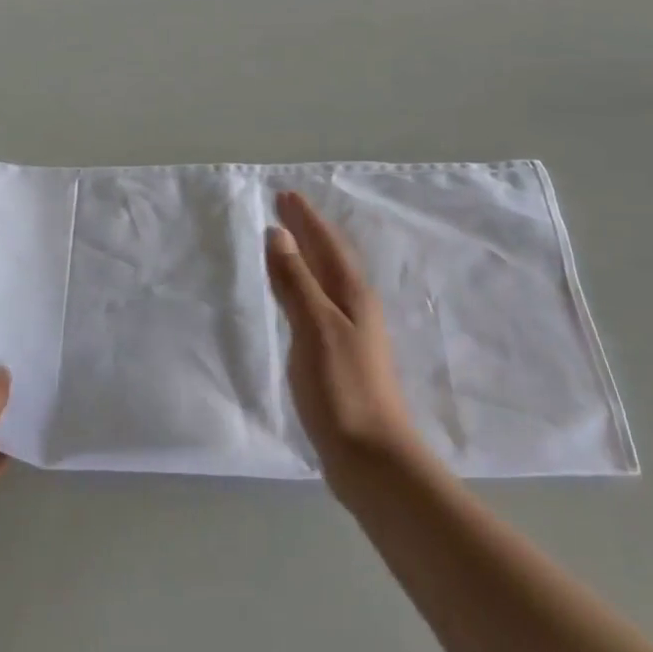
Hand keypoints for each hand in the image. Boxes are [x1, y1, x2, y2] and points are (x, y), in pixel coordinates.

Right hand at [265, 192, 421, 491]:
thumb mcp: (315, 327)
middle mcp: (356, 307)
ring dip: (309, 257)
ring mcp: (352, 333)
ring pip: (328, 280)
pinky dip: (307, 287)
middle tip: (285, 208)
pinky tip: (300, 298)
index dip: (306, 218)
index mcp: (352, 294)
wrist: (372, 458)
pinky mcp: (343, 357)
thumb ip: (297, 281)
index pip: (327, 244)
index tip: (285, 194)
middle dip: (309, 230)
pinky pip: (322, 303)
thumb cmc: (342, 388)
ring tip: (290, 243)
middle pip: (331, 257)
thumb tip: (280, 234)